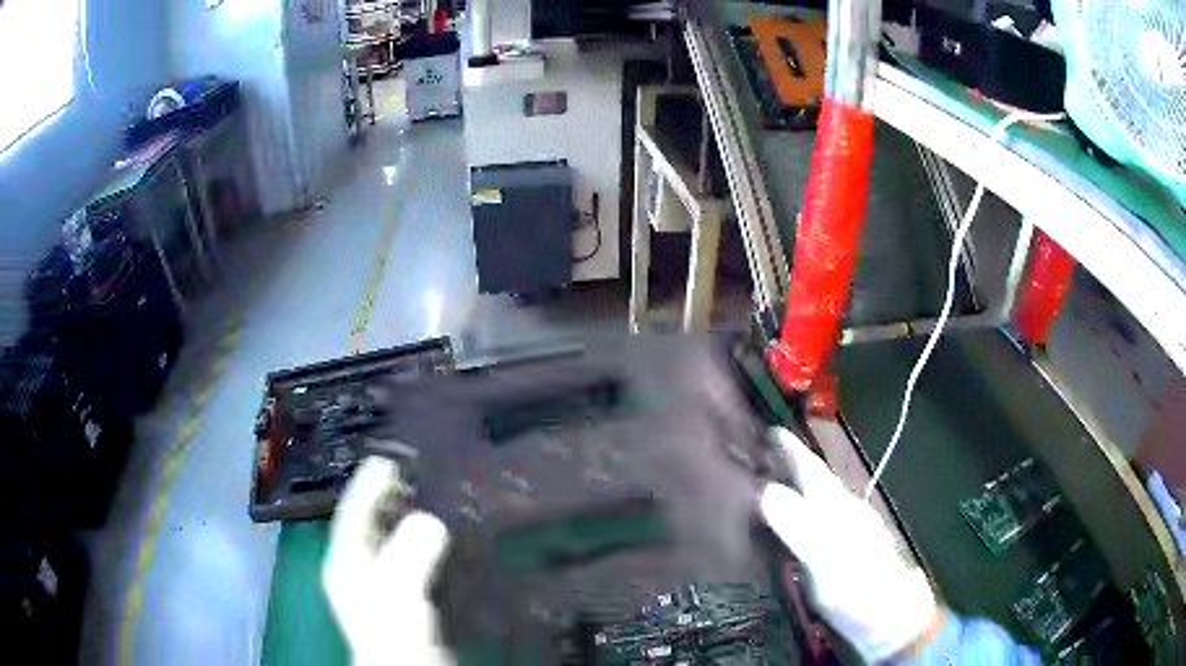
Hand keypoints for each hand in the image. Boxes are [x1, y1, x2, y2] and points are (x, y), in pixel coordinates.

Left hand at [323, 457, 452, 665]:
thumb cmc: (394, 631)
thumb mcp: (398, 590)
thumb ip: (410, 554)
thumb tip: (430, 519)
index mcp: (345, 563)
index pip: (350, 514)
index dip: (365, 486)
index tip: (384, 460)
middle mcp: (356, 571)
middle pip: (365, 526)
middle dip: (382, 499)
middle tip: (405, 475)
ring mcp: (376, 587)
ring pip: (385, 543)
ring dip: (400, 521)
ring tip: (421, 500)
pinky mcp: (398, 600)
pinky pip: (403, 560)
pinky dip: (415, 545)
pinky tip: (435, 544)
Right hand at [759, 428, 939, 662]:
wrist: (890, 619)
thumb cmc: (857, 591)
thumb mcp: (825, 562)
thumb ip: (799, 526)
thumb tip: (767, 491)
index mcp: (839, 510)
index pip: (812, 470)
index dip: (791, 450)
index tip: (769, 431)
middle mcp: (846, 513)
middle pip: (816, 480)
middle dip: (791, 463)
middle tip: (761, 453)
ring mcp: (850, 532)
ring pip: (819, 498)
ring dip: (797, 484)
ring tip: (772, 481)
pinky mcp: (848, 550)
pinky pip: (819, 518)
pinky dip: (803, 509)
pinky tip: (794, 522)